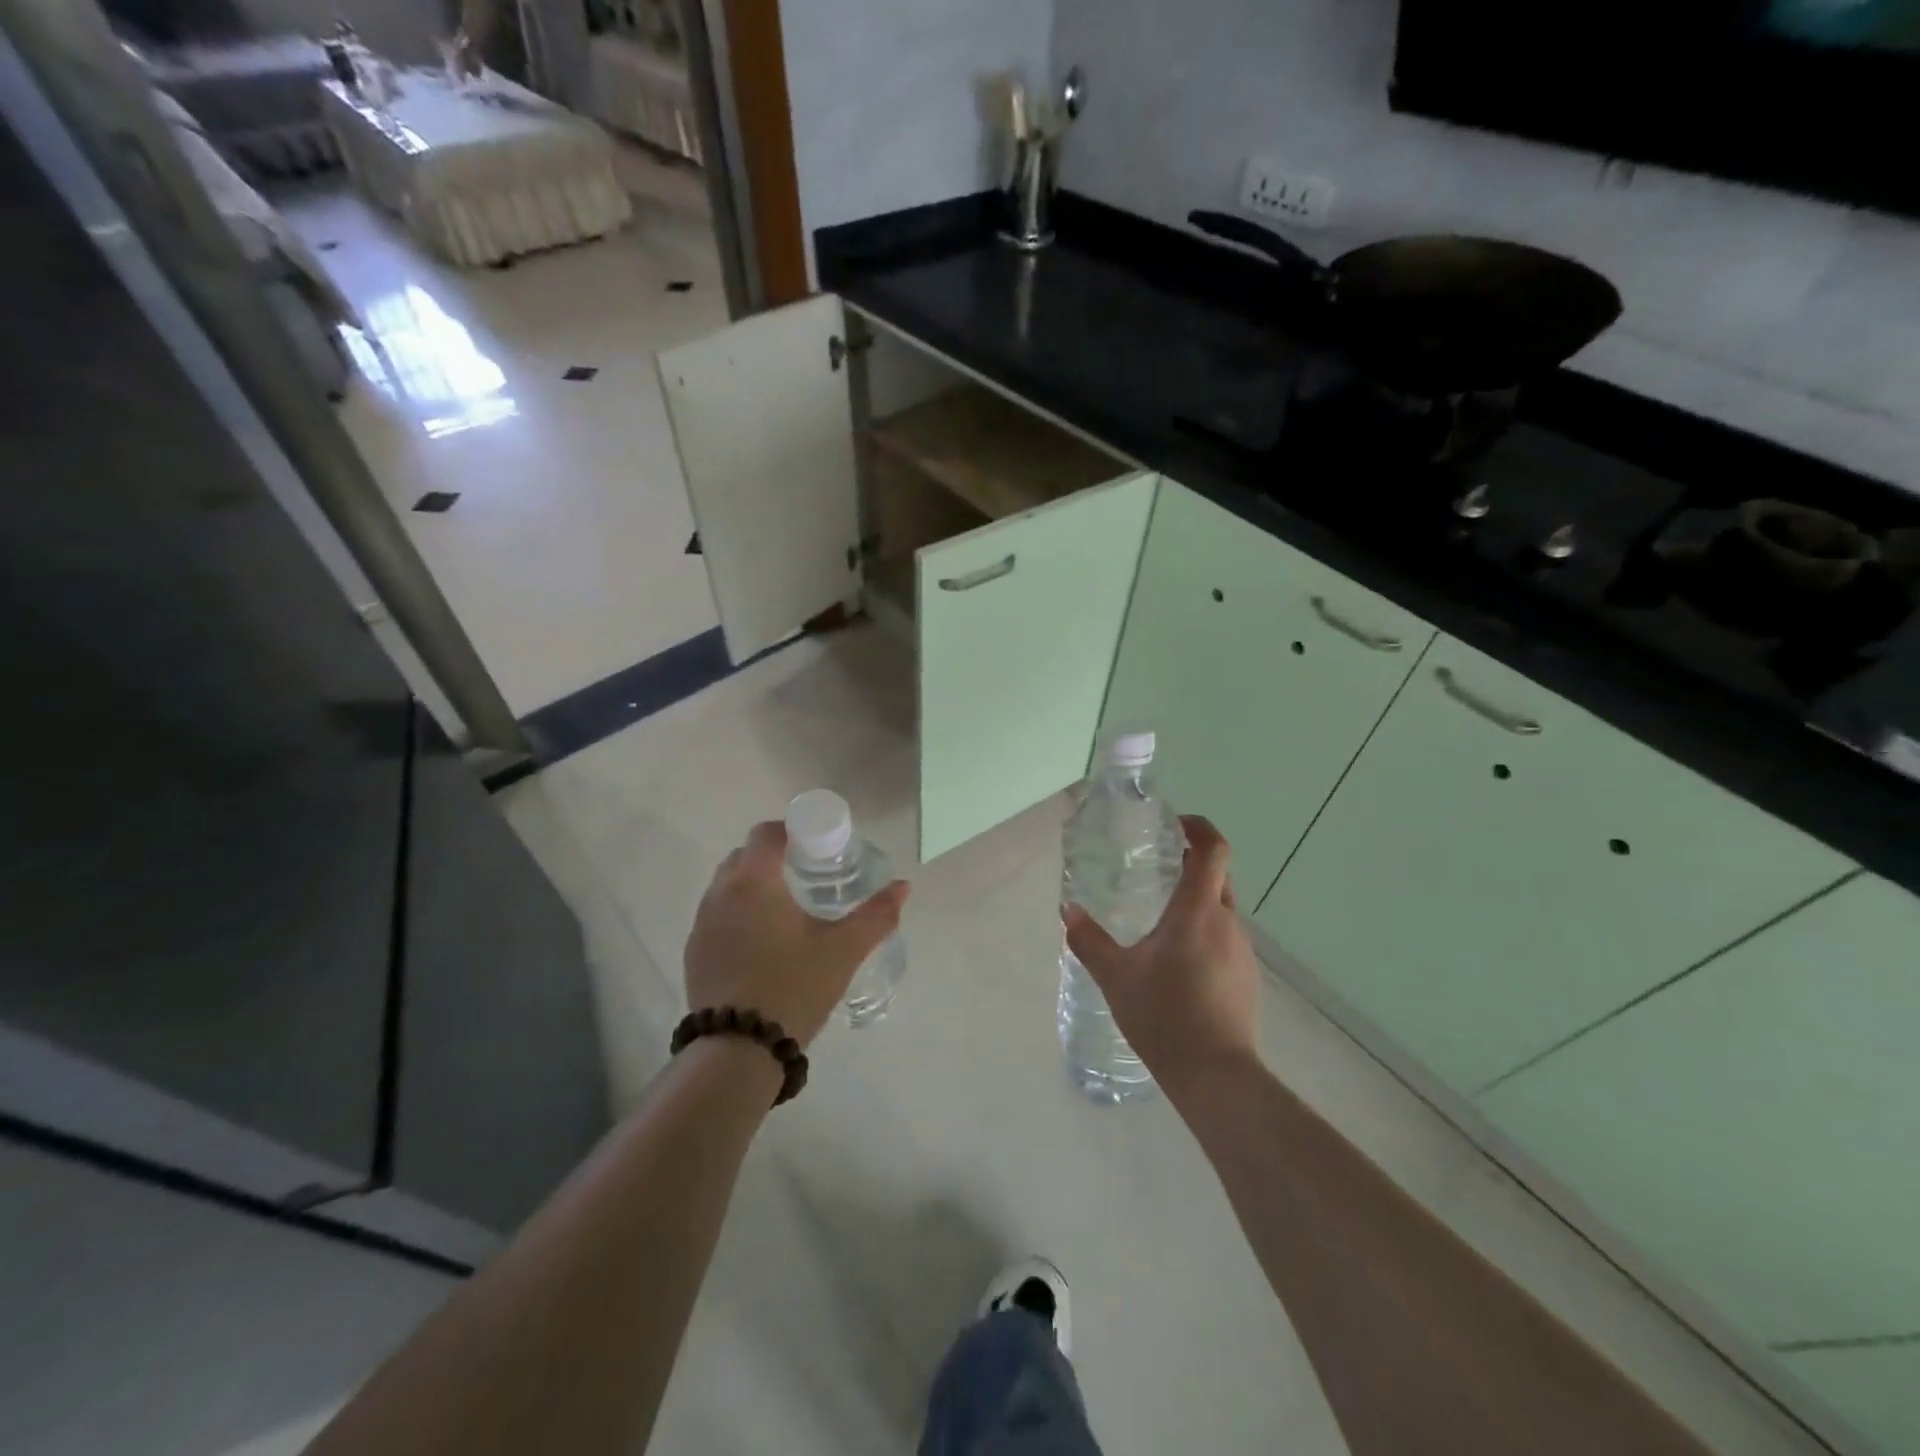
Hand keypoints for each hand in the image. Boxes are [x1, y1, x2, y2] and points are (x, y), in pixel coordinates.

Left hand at [684, 821, 908, 1047]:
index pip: (766, 833)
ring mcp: (701, 924)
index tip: (816, 846)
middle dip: (773, 857)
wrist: (738, 1050)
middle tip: (807, 875)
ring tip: (786, 910)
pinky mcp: (694, 952)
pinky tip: (762, 944)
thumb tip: (904, 886)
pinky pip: (717, 916)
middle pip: (744, 856)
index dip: (792, 830)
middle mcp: (721, 893)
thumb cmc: (794, 986)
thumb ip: (877, 914)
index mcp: (754, 881)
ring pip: (727, 886)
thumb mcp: (844, 950)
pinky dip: (738, 914)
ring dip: (753, 886)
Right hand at [1063, 815, 1259, 1096]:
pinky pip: (1225, 938)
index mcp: (1198, 911)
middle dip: (1193, 863)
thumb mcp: (1115, 976)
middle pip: (1219, 876)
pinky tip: (1178, 961)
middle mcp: (1227, 923)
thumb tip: (1068, 911)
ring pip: (1221, 909)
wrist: (1215, 1076)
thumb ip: (1089, 940)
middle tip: (1158, 867)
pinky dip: (1204, 932)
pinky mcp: (1246, 977)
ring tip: (1160, 918)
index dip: (1199, 828)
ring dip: (1196, 902)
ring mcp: (1242, 951)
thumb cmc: (1164, 1015)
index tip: (1175, 824)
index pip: (1213, 850)